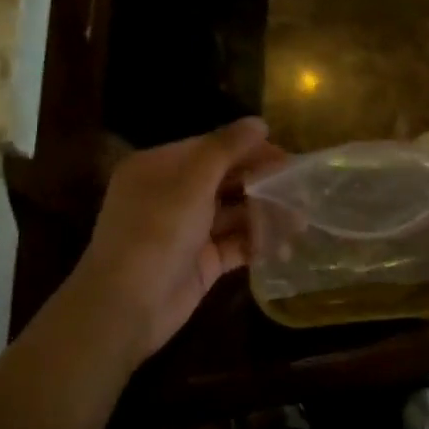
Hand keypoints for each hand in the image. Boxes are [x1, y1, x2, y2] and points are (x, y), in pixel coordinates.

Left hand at [73, 118, 279, 361]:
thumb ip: (226, 149)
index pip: (210, 148)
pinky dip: (257, 243)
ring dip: (264, 215)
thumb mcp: (191, 182)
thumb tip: (259, 122)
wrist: (127, 306)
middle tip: (301, 190)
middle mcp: (171, 195)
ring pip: (233, 213)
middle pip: (224, 180)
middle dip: (262, 184)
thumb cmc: (155, 232)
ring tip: (299, 222)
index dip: (249, 150)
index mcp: (159, 167)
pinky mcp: (200, 261)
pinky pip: (234, 244)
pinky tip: (283, 246)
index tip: (287, 157)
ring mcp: (186, 230)